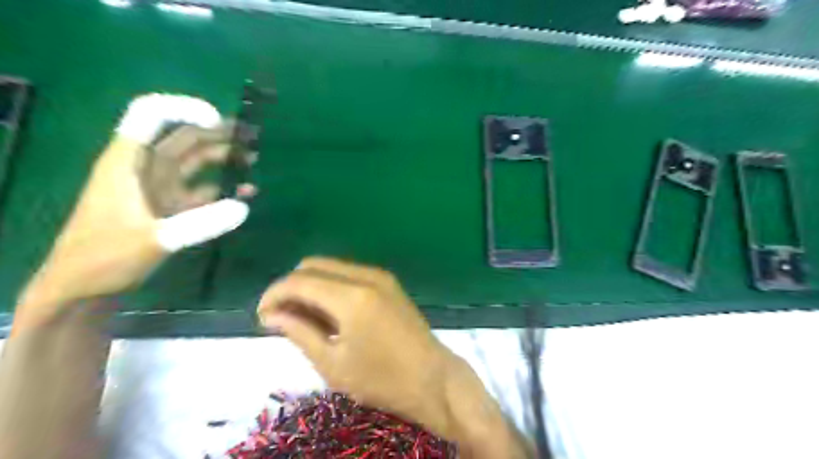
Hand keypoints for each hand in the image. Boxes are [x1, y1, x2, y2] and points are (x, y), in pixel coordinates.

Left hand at [16, 95, 254, 326]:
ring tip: (254, 158)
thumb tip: (244, 206)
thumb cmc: (105, 256)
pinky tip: (246, 193)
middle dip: (218, 132)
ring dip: (224, 157)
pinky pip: (203, 189)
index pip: (150, 115)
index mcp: (129, 161)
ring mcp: (160, 187)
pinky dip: (224, 188)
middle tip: (254, 136)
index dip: (184, 109)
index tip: (219, 121)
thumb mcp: (154, 239)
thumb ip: (201, 223)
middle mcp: (146, 168)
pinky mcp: (171, 206)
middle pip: (183, 137)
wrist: (85, 287)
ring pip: (196, 161)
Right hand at [256, 259, 453, 439]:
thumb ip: (299, 332)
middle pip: (313, 264)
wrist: (431, 377)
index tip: (262, 316)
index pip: (299, 280)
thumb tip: (271, 314)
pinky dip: (331, 286)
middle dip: (291, 286)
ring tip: (305, 317)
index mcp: (351, 297)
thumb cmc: (381, 379)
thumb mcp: (332, 363)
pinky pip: (349, 273)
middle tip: (282, 317)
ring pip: (332, 266)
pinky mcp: (388, 282)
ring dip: (311, 285)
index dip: (273, 294)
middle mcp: (366, 276)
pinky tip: (329, 312)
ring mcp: (380, 276)